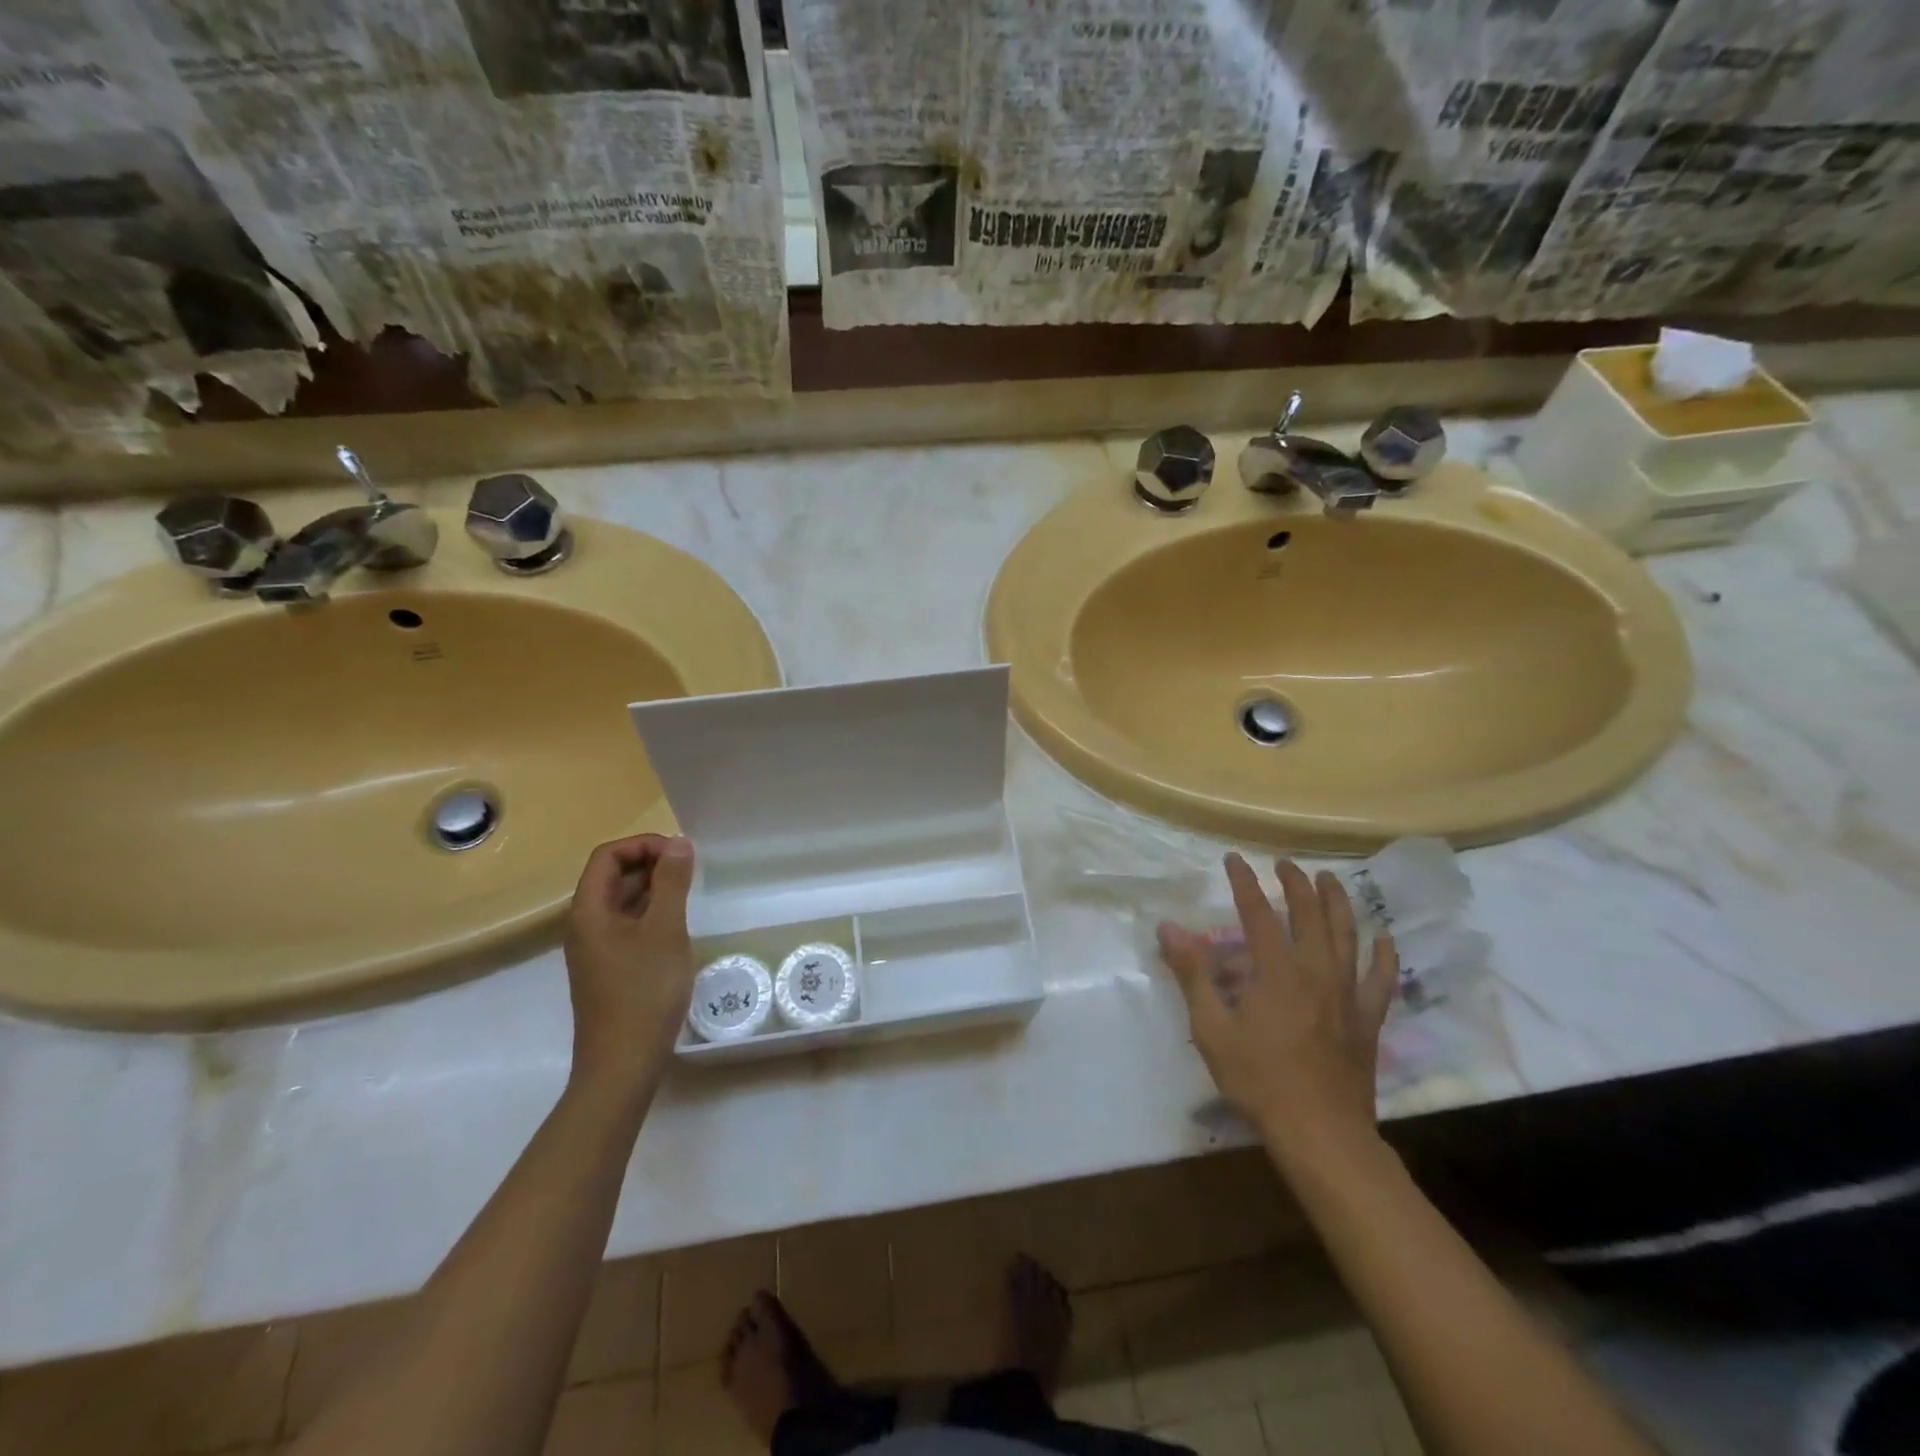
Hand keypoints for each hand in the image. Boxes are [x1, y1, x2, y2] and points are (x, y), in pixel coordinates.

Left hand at [563, 834, 696, 1092]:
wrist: (622, 1064)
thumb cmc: (644, 992)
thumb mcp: (665, 930)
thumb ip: (672, 883)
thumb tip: (679, 843)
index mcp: (589, 910)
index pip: (608, 856)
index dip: (643, 845)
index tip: (680, 853)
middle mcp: (585, 925)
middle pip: (612, 876)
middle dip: (651, 863)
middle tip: (691, 870)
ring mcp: (595, 949)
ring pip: (621, 902)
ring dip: (653, 888)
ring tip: (689, 893)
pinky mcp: (609, 968)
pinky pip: (627, 925)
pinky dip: (651, 913)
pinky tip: (677, 926)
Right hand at [1157, 855, 1397, 1161]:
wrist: (1321, 1134)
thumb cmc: (1259, 1081)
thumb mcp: (1212, 1029)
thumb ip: (1193, 974)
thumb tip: (1169, 928)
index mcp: (1276, 972)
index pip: (1258, 913)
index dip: (1245, 882)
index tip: (1234, 859)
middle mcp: (1317, 972)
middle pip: (1310, 915)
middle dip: (1296, 883)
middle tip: (1285, 863)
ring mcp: (1348, 995)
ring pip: (1348, 936)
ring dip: (1338, 903)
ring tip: (1329, 879)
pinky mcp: (1368, 1019)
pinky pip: (1381, 979)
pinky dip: (1384, 954)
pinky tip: (1384, 937)